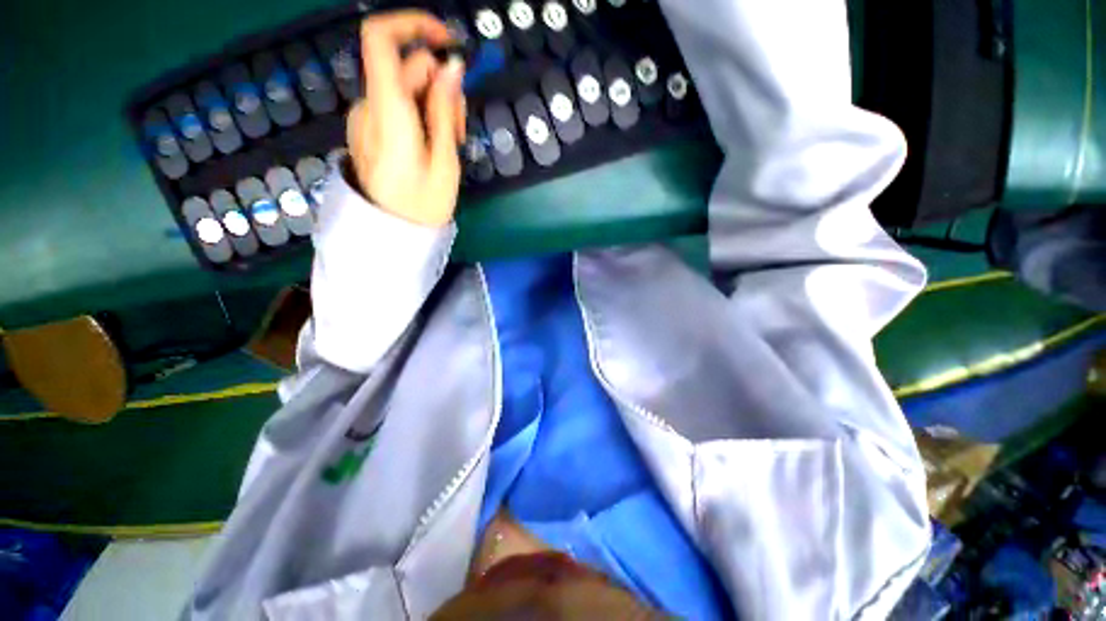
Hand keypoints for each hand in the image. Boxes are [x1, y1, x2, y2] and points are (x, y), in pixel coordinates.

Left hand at [348, 11, 466, 227]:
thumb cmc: (422, 206)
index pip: (380, 38)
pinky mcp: (369, 128)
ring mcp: (366, 117)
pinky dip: (420, 116)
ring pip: (405, 88)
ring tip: (448, 144)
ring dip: (433, 106)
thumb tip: (452, 67)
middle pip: (406, 69)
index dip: (413, 24)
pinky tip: (431, 144)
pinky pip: (397, 105)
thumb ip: (445, 111)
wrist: (390, 234)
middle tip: (460, 128)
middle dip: (440, 87)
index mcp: (387, 112)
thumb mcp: (445, 162)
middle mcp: (369, 106)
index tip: (446, 40)